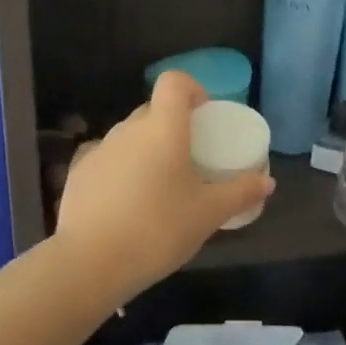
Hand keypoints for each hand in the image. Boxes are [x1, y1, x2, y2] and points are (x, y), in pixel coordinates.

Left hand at [55, 71, 274, 298]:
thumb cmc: (158, 229)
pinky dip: (122, 171)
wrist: (91, 262)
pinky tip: (127, 205)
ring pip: (129, 137)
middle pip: (153, 111)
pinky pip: (108, 160)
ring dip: (146, 150)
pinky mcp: (78, 174)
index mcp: (163, 129)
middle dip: (173, 126)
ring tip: (159, 188)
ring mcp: (99, 150)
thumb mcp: (208, 214)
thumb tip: (267, 182)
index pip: (174, 82)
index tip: (204, 115)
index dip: (192, 89)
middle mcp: (128, 130)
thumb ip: (240, 193)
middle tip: (190, 159)